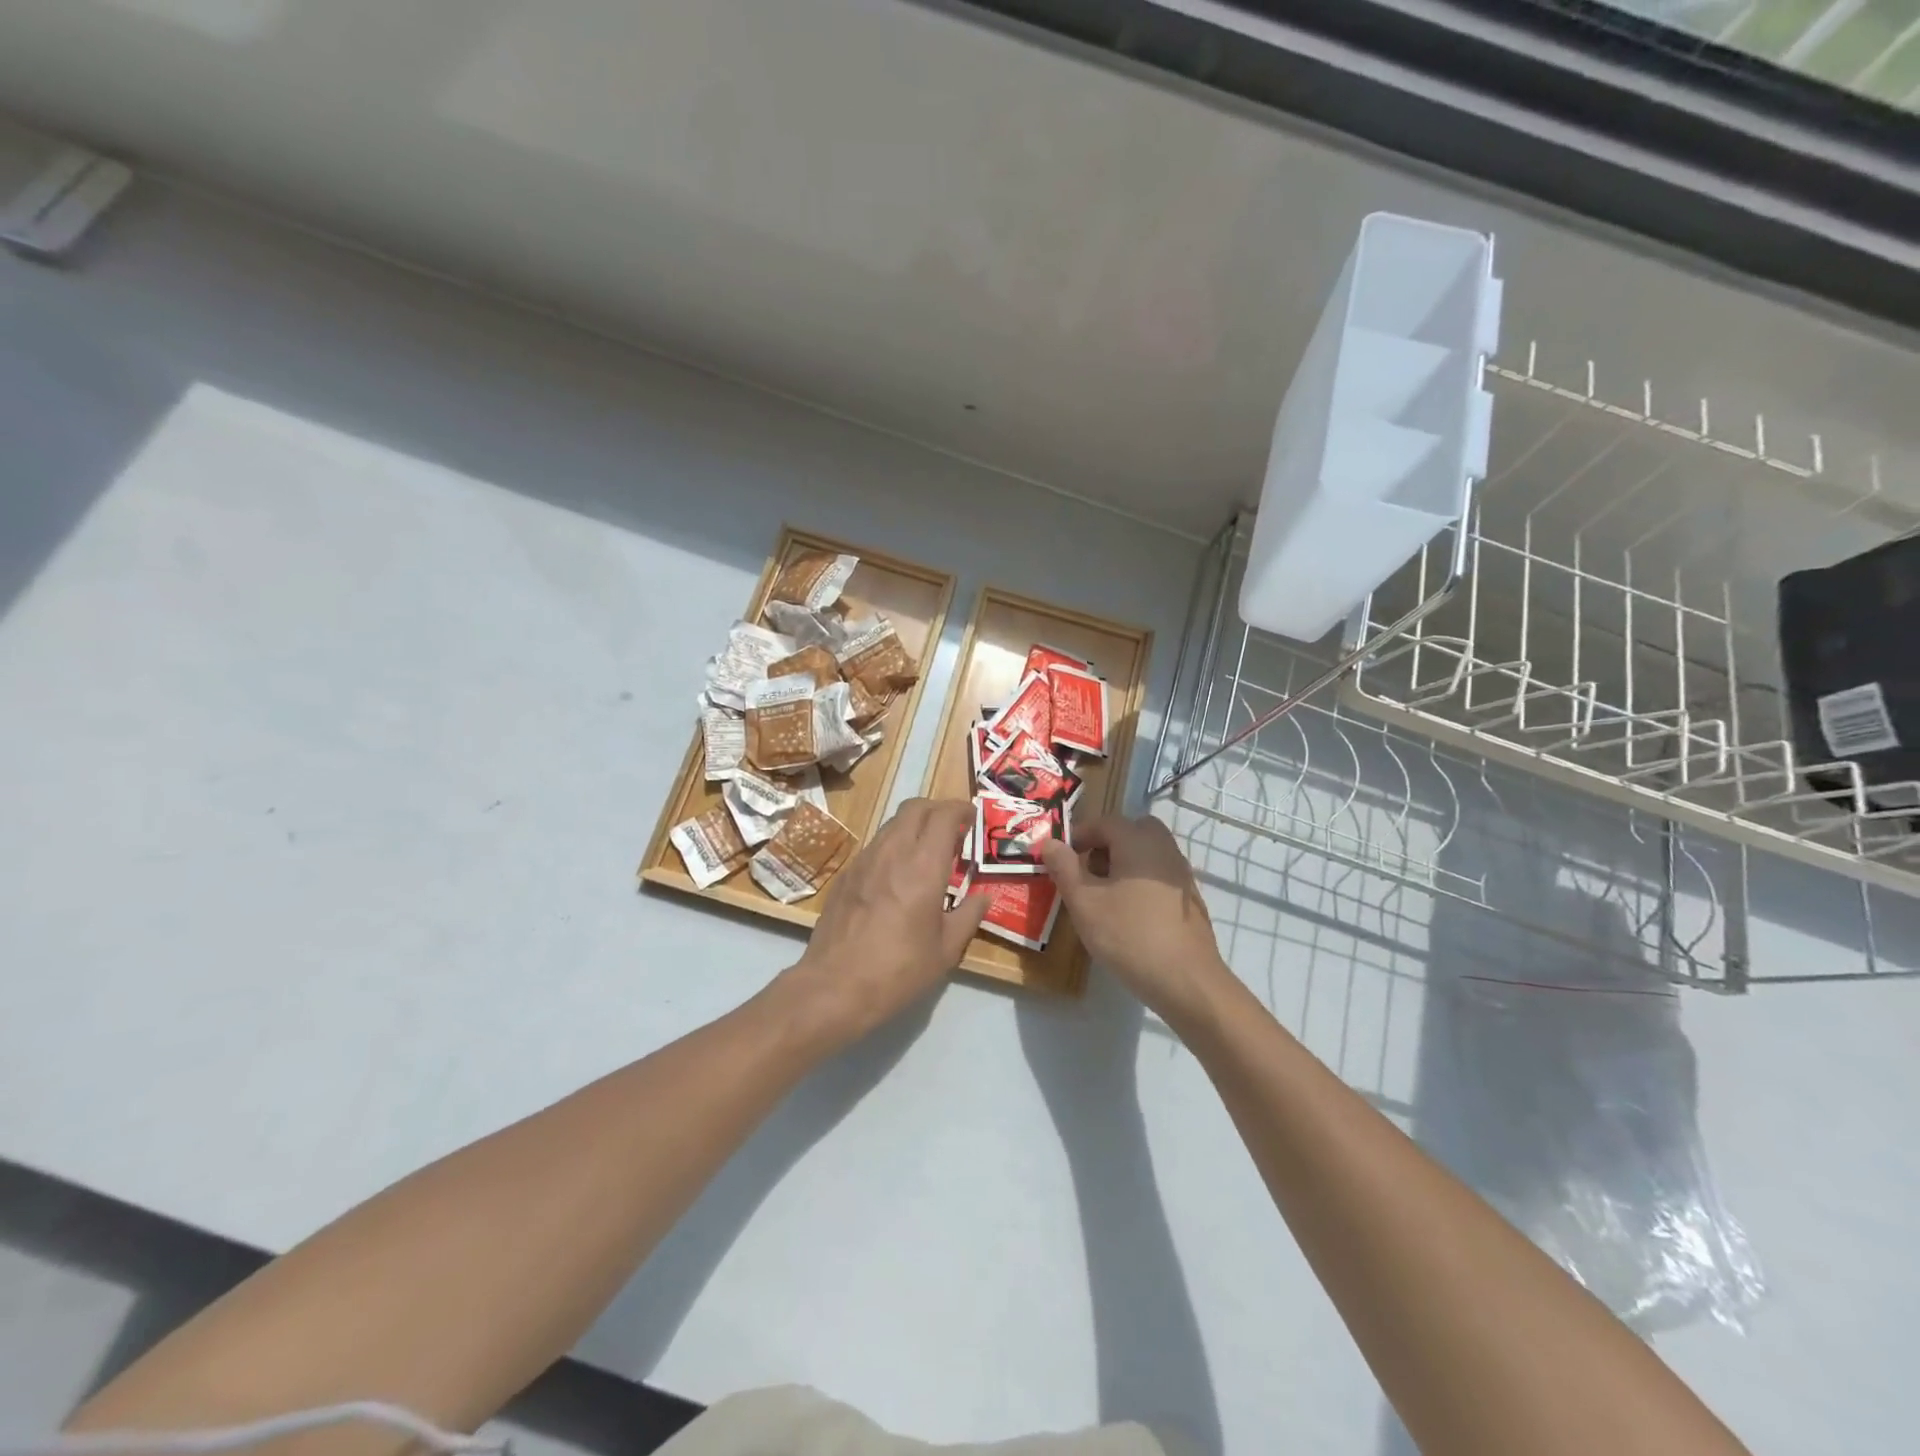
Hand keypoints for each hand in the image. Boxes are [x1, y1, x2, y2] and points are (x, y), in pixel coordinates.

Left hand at [780, 797, 986, 1047]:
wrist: (834, 987)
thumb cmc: (898, 970)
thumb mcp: (946, 950)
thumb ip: (968, 916)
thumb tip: (983, 897)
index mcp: (923, 866)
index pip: (943, 815)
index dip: (961, 809)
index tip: (972, 818)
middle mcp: (893, 852)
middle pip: (915, 807)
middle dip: (938, 809)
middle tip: (953, 830)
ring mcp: (864, 860)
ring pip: (892, 824)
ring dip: (914, 826)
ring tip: (927, 853)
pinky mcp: (846, 875)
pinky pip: (875, 846)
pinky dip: (893, 846)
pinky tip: (897, 876)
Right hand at [1041, 814, 1225, 1024]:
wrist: (1187, 981)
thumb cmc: (1129, 935)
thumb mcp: (1084, 902)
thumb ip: (1064, 868)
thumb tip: (1051, 843)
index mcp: (1138, 840)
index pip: (1103, 822)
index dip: (1078, 836)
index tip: (1059, 859)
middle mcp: (1164, 848)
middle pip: (1129, 832)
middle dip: (1103, 847)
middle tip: (1084, 874)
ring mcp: (1181, 874)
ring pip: (1145, 854)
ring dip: (1121, 865)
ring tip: (1102, 898)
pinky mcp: (1189, 899)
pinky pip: (1157, 876)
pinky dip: (1139, 883)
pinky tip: (1128, 916)